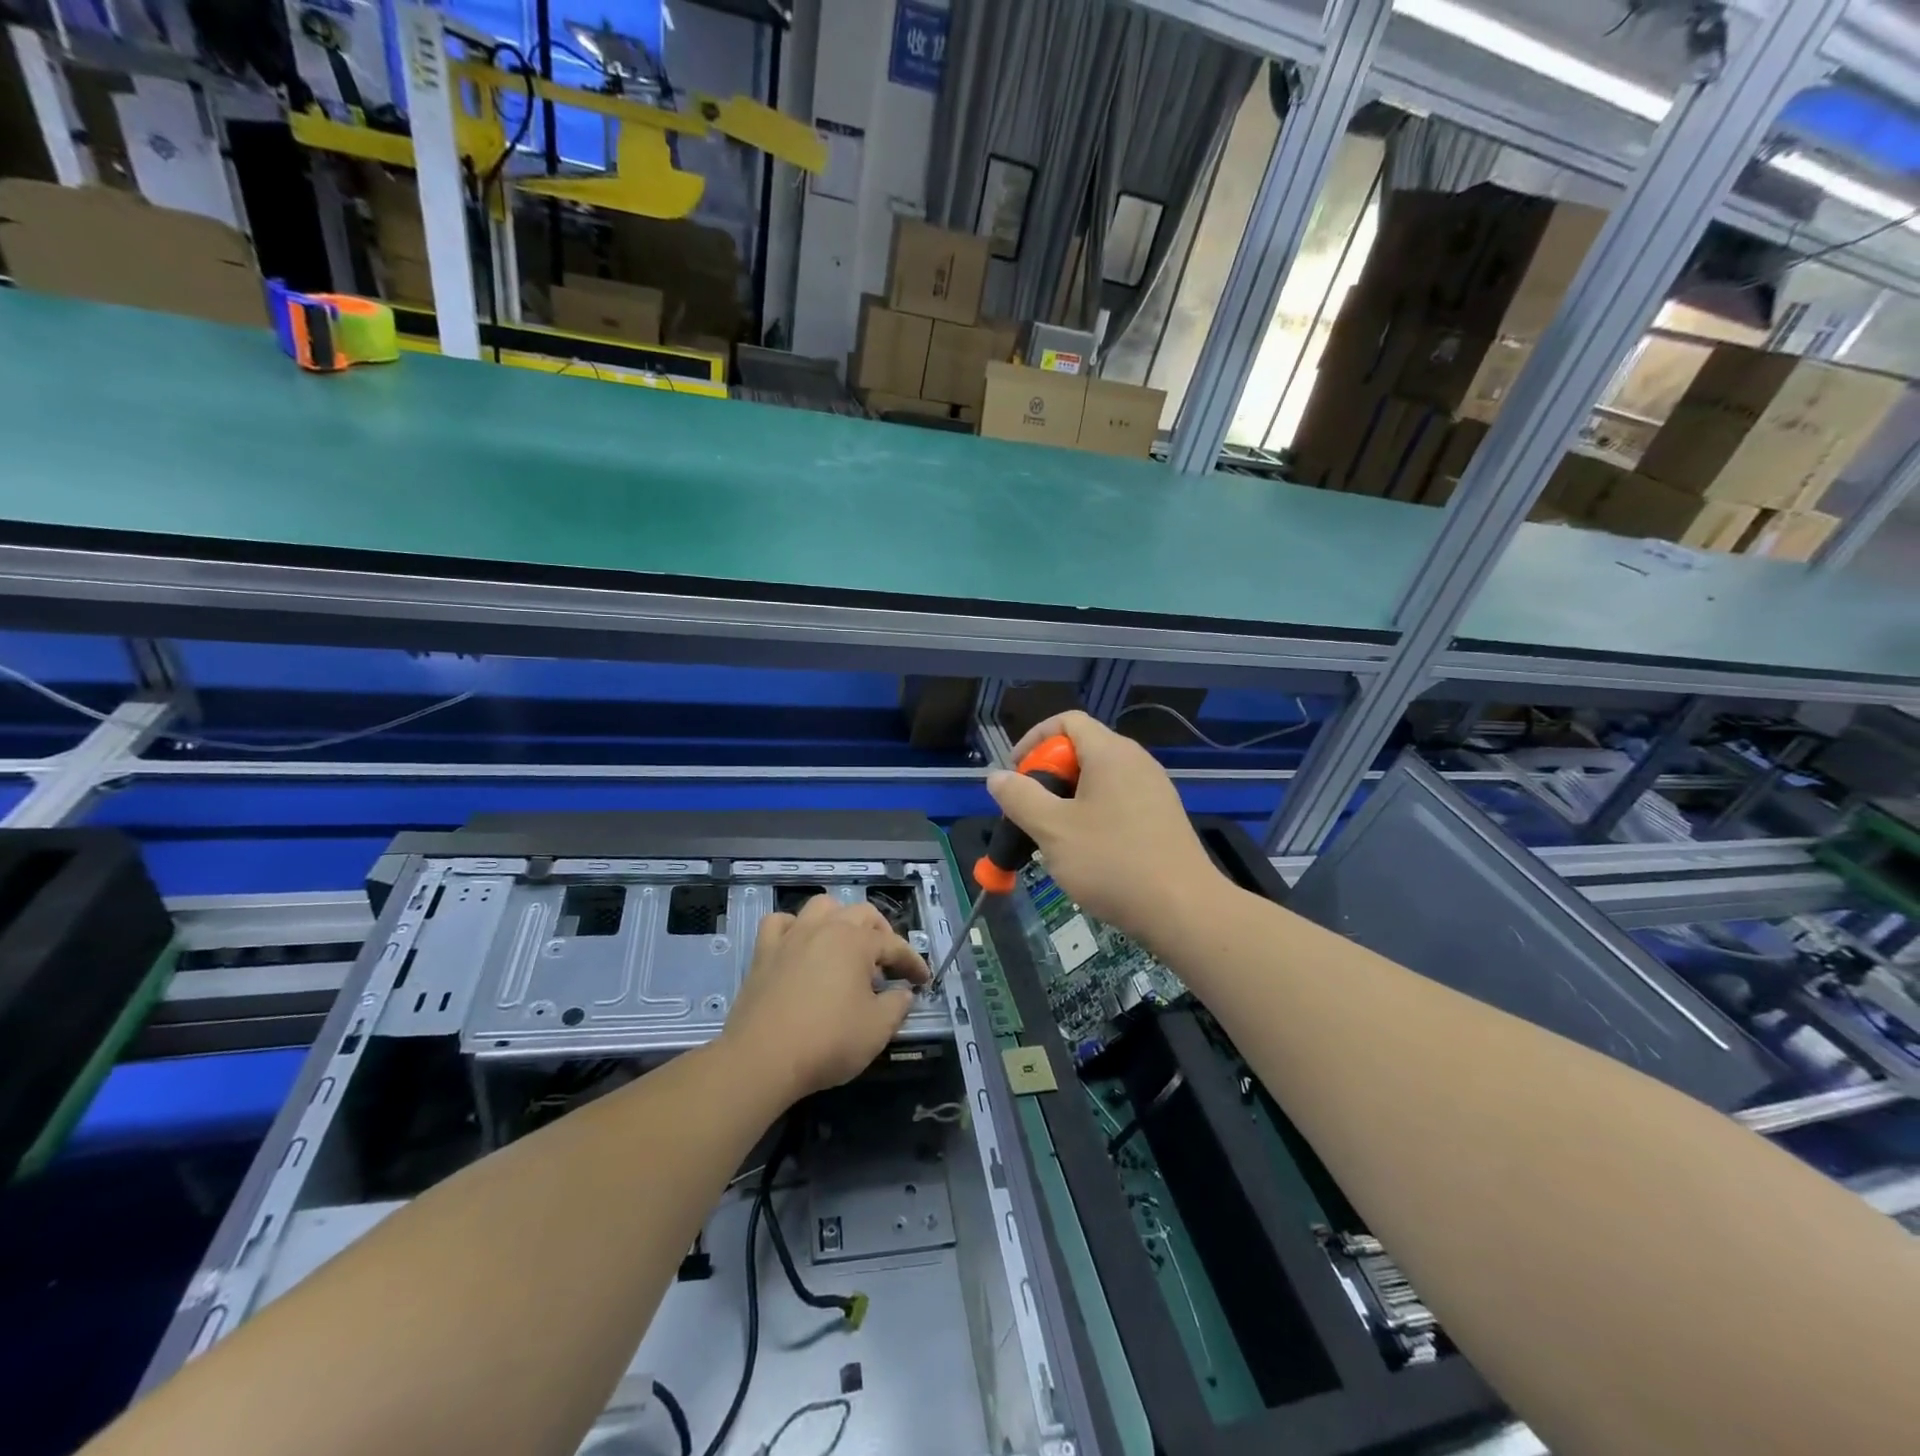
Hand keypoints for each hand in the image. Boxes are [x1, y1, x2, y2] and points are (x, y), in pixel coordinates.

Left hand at [721, 894, 928, 1104]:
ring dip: (840, 919)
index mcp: (856, 942)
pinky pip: (780, 923)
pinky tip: (799, 944)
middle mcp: (825, 928)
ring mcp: (791, 936)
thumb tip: (903, 993)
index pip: (894, 945)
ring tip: (846, 944)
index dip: (912, 962)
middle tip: (887, 962)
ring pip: (821, 907)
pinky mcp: (764, 952)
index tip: (923, 980)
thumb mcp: (877, 1030)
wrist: (762, 1058)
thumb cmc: (827, 1042)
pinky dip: (794, 927)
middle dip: (881, 933)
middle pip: (861, 914)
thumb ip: (897, 1006)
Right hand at [988, 710, 1223, 946]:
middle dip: (1047, 776)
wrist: (1183, 910)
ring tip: (1052, 837)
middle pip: (1081, 750)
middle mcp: (1136, 762)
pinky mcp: (1161, 818)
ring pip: (1098, 780)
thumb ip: (1020, 798)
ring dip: (1067, 800)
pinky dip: (1092, 815)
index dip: (1033, 740)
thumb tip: (997, 777)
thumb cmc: (1112, 862)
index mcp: (1111, 753)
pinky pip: (1117, 802)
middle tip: (1029, 812)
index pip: (1067, 721)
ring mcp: (1153, 790)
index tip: (1015, 775)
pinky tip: (1085, 853)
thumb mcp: (1053, 829)